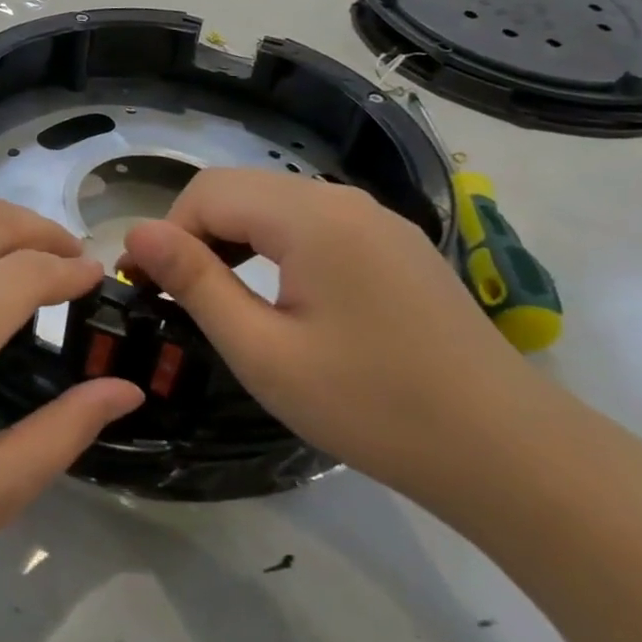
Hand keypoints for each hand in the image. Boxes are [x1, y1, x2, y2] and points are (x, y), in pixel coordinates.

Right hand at [121, 169, 548, 502]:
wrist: (505, 451)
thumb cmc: (371, 405)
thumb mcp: (263, 352)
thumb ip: (196, 282)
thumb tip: (136, 232)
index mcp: (310, 216)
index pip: (207, 192)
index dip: (168, 234)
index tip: (152, 290)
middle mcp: (343, 199)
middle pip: (241, 190)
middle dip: (198, 235)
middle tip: (184, 301)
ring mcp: (376, 219)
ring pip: (276, 205)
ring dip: (235, 241)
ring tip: (226, 301)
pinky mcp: (394, 245)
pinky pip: (314, 225)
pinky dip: (277, 248)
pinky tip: (284, 300)